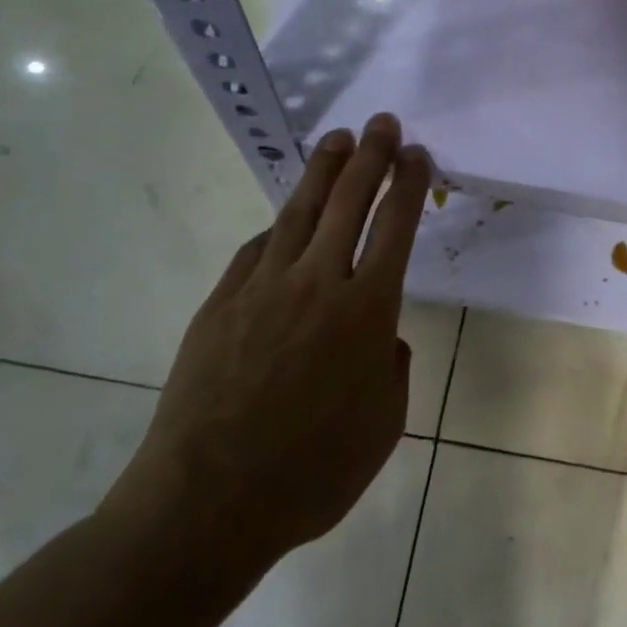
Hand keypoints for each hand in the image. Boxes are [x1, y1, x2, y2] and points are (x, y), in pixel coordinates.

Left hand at [103, 113, 432, 591]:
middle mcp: (319, 284)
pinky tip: (285, 218)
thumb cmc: (312, 473)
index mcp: (368, 312)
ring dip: (324, 171)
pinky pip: (257, 250)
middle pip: (350, 202)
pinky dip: (278, 227)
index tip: (418, 156)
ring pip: (301, 212)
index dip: (410, 185)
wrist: (208, 502)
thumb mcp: (383, 427)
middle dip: (372, 157)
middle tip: (384, 123)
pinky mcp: (221, 303)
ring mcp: (264, 288)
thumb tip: (382, 338)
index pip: (396, 228)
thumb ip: (391, 370)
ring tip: (338, 139)